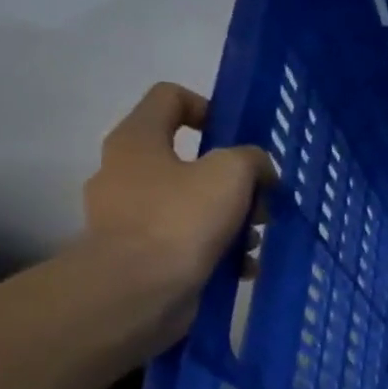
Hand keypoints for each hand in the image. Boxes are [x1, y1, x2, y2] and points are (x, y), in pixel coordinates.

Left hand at [81, 83, 273, 340]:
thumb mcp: (231, 173)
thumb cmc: (181, 219)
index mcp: (138, 140)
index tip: (239, 138)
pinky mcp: (142, 254)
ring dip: (233, 219)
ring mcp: (130, 216)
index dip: (209, 108)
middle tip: (261, 201)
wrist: (137, 291)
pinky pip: (189, 241)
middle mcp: (126, 172)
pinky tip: (244, 266)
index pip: (170, 98)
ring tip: (256, 241)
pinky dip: (218, 250)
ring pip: (194, 204)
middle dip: (234, 180)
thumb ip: (252, 159)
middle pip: (190, 160)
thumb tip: (258, 169)